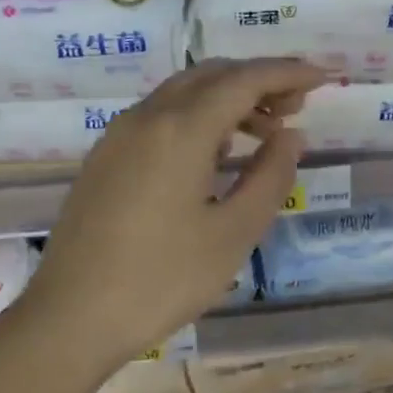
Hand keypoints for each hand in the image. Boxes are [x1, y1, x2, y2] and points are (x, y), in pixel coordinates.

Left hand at [14, 58, 324, 367]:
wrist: (69, 318)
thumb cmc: (161, 280)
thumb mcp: (232, 234)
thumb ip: (271, 176)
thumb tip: (292, 136)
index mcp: (181, 129)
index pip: (245, 80)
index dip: (288, 73)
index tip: (323, 77)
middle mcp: (147, 116)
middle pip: (212, 75)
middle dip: (259, 81)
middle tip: (296, 108)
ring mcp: (119, 134)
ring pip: (183, 93)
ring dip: (228, 99)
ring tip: (264, 134)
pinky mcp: (104, 156)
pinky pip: (160, 115)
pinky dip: (197, 116)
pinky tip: (215, 153)